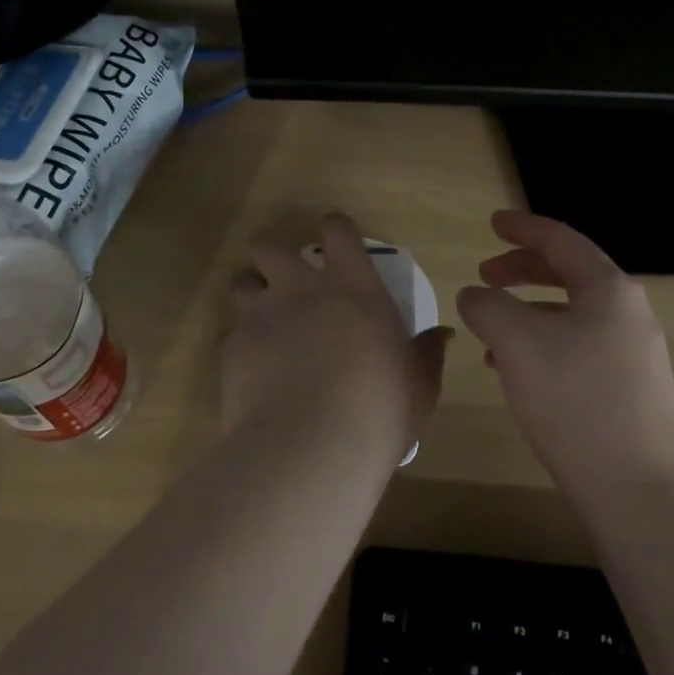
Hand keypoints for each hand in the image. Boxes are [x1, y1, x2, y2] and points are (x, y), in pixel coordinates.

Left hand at [222, 214, 447, 458]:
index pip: (338, 230)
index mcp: (353, 286)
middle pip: (271, 246)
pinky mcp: (233, 346)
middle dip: (274, 257)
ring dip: (250, 292)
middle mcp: (302, 288)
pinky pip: (231, 333)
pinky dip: (241, 344)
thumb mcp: (419, 383)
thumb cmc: (380, 408)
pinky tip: (253, 370)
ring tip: (262, 318)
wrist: (313, 445)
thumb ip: (427, 353)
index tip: (336, 243)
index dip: (335, 230)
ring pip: (241, 280)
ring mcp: (262, 314)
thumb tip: (442, 335)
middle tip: (286, 282)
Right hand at [456, 211, 673, 507]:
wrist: (644, 495)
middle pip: (569, 274)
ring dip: (529, 312)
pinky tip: (517, 374)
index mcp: (608, 289)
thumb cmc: (577, 402)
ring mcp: (634, 355)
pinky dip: (543, 345)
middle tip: (485, 275)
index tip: (492, 222)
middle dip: (523, 270)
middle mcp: (628, 314)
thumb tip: (476, 295)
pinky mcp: (631, 392)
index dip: (523, 227)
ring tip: (491, 332)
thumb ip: (488, 306)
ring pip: (571, 315)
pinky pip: (578, 348)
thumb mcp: (517, 344)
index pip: (561, 240)